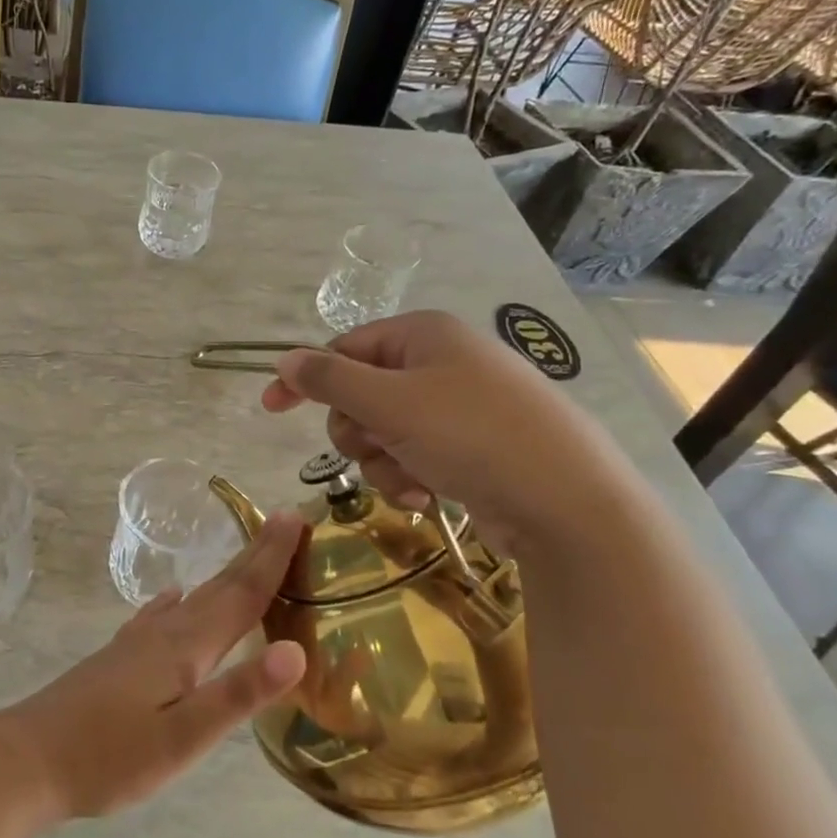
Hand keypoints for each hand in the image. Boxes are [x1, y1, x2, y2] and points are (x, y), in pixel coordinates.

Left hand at [0, 513, 307, 819]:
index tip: (296, 518)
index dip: (272, 557)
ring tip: (247, 559)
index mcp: (186, 647)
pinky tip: (174, 598)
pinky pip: (161, 615)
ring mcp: (137, 642)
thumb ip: (238, 694)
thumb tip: (296, 650)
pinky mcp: (119, 657)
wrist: (30, 758)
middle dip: (255, 555)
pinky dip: (178, 601)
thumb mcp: (183, 738)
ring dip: (224, 575)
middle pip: (219, 586)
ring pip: (193, 598)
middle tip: (284, 521)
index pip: (241, 594)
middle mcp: (164, 633)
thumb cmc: (111, 756)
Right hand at [260, 310, 630, 551]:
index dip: (306, 378)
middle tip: (372, 447)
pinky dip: (408, 476)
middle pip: (360, 394)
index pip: (343, 349)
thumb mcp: (389, 403)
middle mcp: (439, 363)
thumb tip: (285, 359)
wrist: (566, 502)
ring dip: (381, 461)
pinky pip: (413, 454)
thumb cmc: (471, 436)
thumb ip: (330, 379)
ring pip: (383, 431)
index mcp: (422, 336)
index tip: (270, 409)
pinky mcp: (470, 445)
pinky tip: (425, 494)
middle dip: (357, 430)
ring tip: (408, 480)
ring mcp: (457, 406)